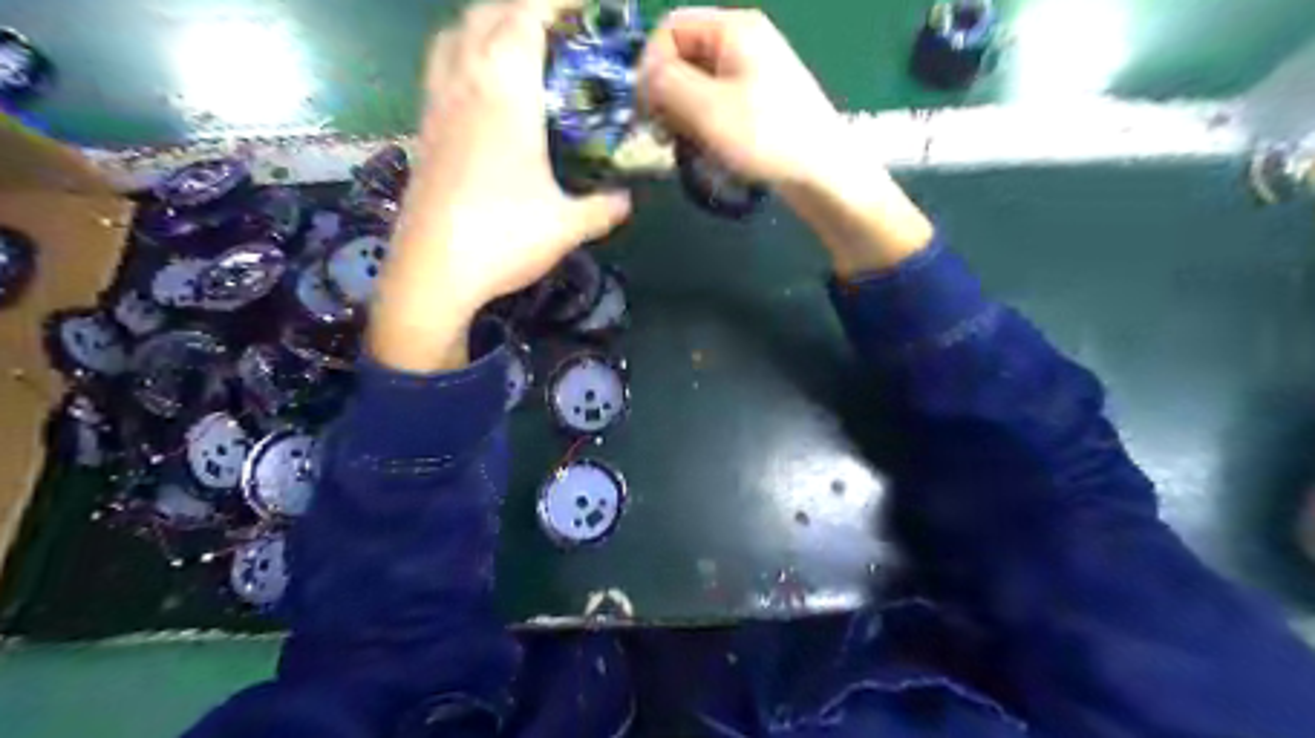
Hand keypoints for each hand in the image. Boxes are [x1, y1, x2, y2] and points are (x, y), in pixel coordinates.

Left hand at [373, 0, 632, 371]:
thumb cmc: (503, 239)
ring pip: (454, 34)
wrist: (432, 274)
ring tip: (519, 47)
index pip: (526, 15)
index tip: (586, 5)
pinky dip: (465, 56)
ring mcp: (436, 105)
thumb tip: (627, 199)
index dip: (556, 0)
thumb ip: (603, 207)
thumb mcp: (567, 226)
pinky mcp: (422, 131)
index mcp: (504, 92)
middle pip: (486, 12)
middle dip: (524, 6)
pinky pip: (441, 68)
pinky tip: (484, 90)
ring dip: (487, 25)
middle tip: (560, 28)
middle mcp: (464, 83)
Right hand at [639, 5, 841, 186]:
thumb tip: (645, 81)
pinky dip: (703, 125)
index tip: (644, 110)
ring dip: (682, 115)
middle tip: (663, 133)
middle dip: (665, 94)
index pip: (670, 29)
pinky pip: (717, 105)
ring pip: (697, 85)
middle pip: (683, 57)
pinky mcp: (759, 104)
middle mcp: (743, 43)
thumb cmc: (765, 137)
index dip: (649, 66)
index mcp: (733, 30)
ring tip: (686, 146)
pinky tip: (706, 150)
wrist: (823, 174)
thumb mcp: (706, 109)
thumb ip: (665, 85)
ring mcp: (753, 75)